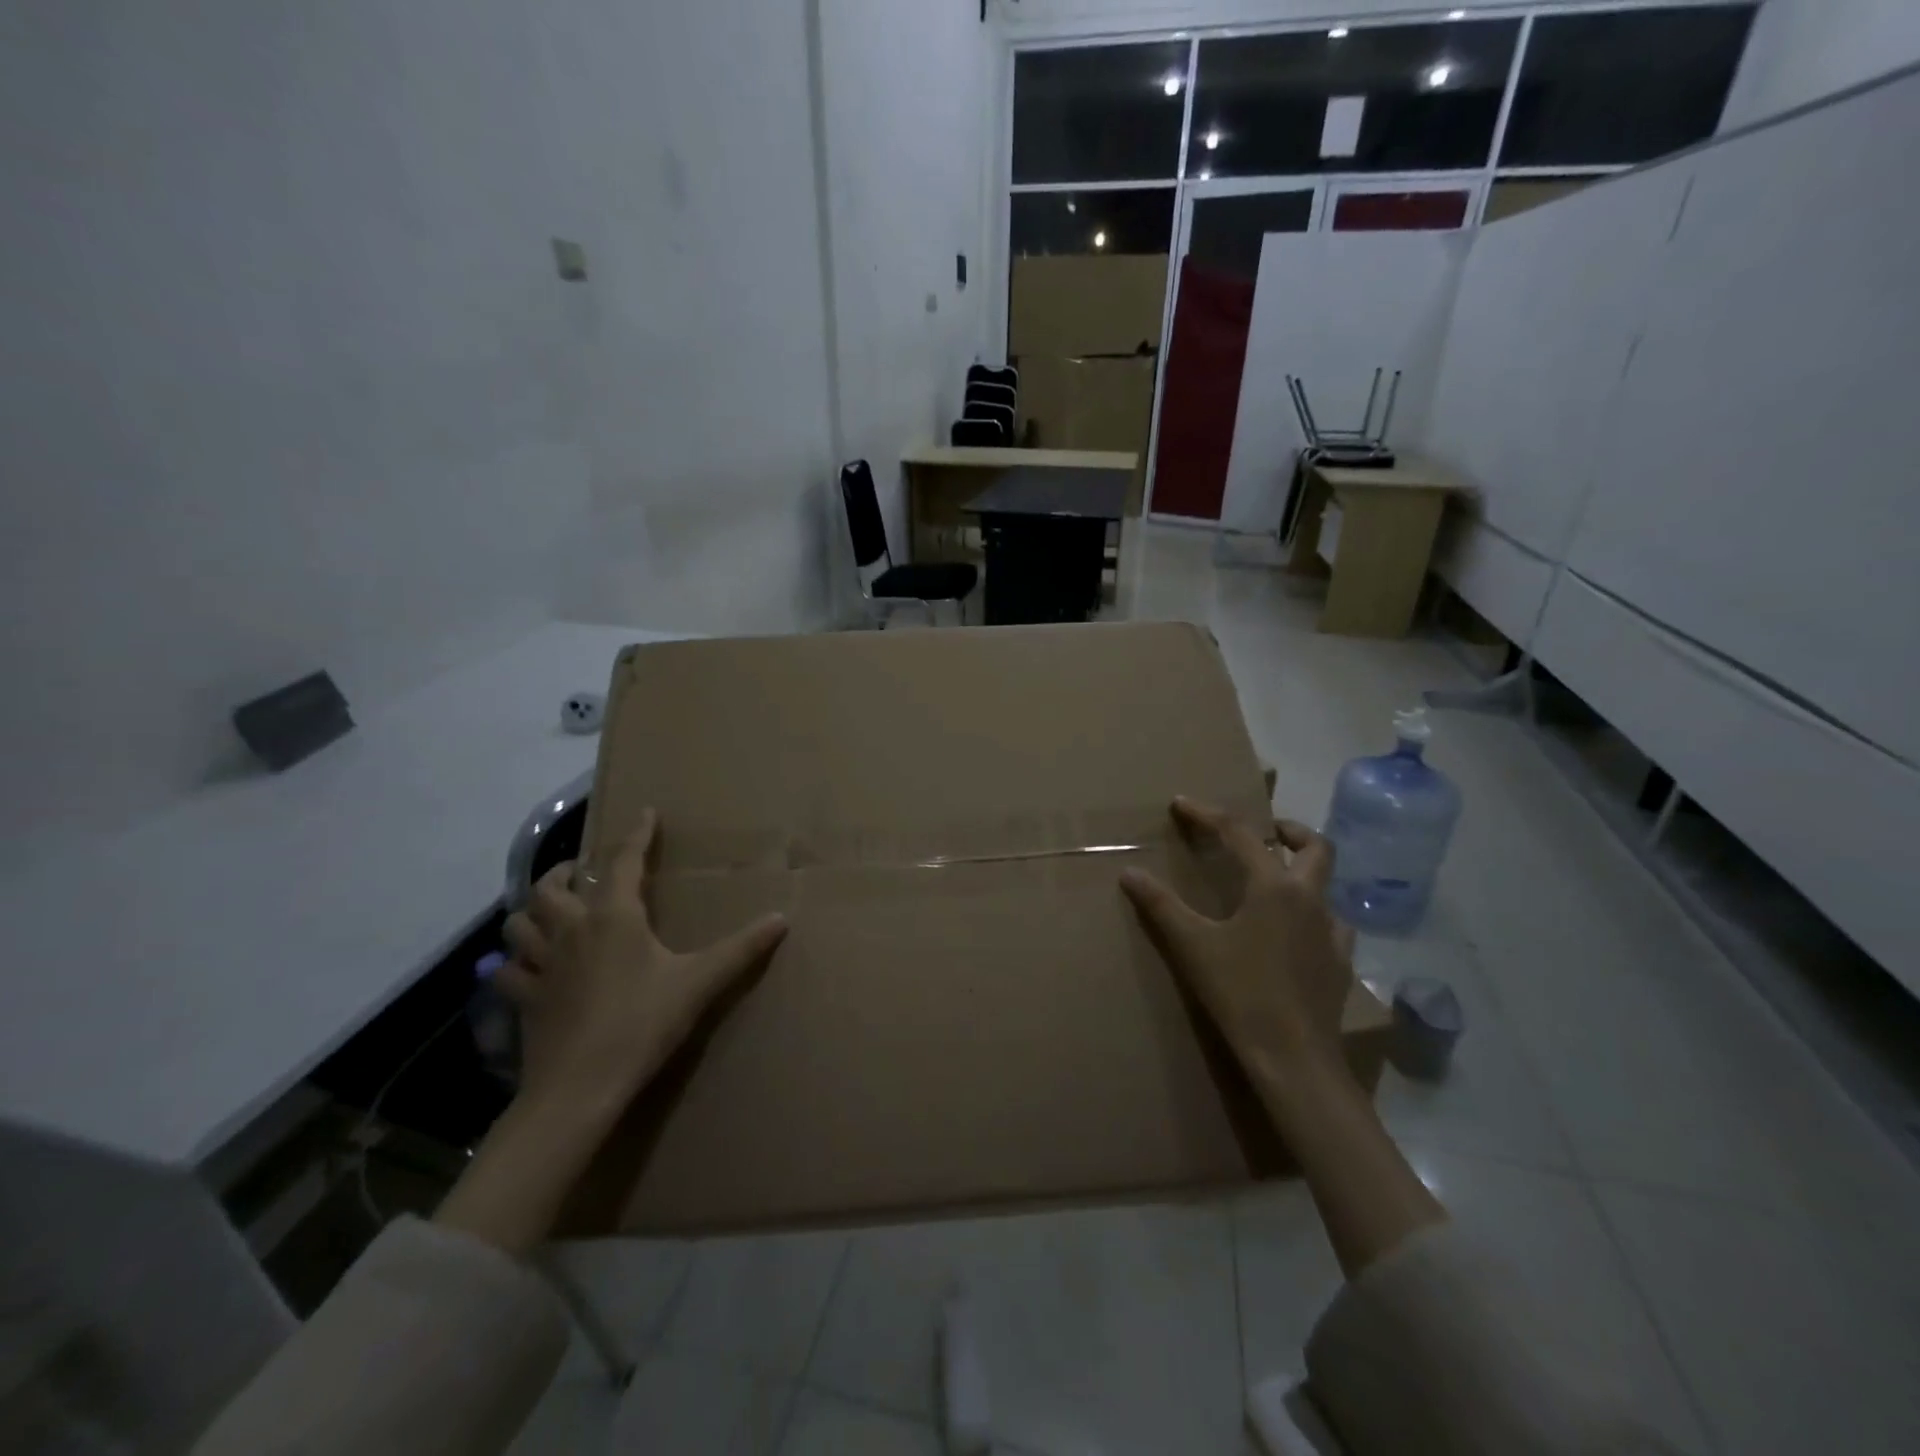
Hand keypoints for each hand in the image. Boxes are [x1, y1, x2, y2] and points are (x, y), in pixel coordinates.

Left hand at [499, 808, 788, 1115]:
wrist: (580, 1087)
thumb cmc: (642, 1023)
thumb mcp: (699, 983)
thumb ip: (741, 949)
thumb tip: (781, 918)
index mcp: (613, 917)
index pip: (623, 861)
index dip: (636, 835)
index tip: (645, 813)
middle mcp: (571, 931)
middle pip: (549, 887)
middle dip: (563, 872)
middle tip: (580, 871)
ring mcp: (541, 966)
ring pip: (518, 923)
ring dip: (531, 911)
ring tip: (549, 911)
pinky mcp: (524, 1001)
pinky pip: (507, 972)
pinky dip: (514, 962)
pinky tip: (527, 968)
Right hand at [1120, 797, 1354, 1082]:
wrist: (1294, 1057)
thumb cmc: (1240, 992)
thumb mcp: (1192, 946)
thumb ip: (1161, 906)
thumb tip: (1129, 873)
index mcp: (1274, 887)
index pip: (1239, 834)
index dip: (1207, 814)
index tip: (1182, 804)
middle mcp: (1310, 900)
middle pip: (1314, 847)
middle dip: (1289, 830)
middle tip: (1265, 833)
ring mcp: (1333, 932)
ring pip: (1326, 887)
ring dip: (1303, 876)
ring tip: (1274, 888)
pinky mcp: (1341, 964)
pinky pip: (1332, 925)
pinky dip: (1312, 917)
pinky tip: (1294, 937)